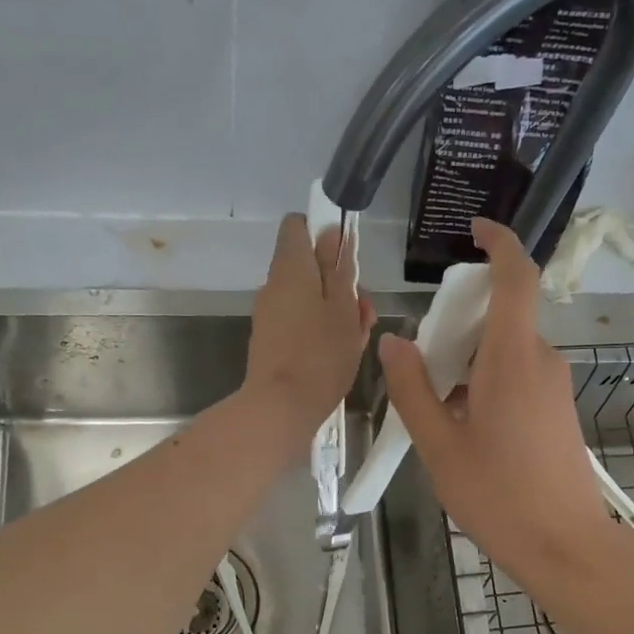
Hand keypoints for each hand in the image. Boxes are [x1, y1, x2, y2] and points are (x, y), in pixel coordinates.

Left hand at [243, 213, 373, 455]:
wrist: (280, 408)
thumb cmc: (320, 355)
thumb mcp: (343, 308)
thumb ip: (340, 269)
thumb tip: (332, 234)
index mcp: (291, 267)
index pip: (298, 226)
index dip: (323, 233)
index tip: (347, 256)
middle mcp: (274, 285)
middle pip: (308, 266)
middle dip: (338, 281)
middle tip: (363, 312)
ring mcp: (270, 314)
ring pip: (308, 298)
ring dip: (335, 310)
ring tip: (358, 338)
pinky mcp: (271, 341)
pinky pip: (300, 322)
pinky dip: (321, 330)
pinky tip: (342, 354)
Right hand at [377, 219, 612, 577]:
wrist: (566, 546)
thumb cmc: (498, 497)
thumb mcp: (439, 446)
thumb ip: (413, 389)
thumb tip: (394, 341)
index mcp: (512, 359)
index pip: (516, 277)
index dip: (498, 243)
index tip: (473, 231)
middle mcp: (541, 361)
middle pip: (502, 314)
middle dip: (460, 321)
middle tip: (423, 360)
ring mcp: (556, 385)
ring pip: (508, 348)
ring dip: (470, 357)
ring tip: (437, 405)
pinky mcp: (559, 409)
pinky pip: (520, 374)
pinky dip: (488, 379)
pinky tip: (465, 426)